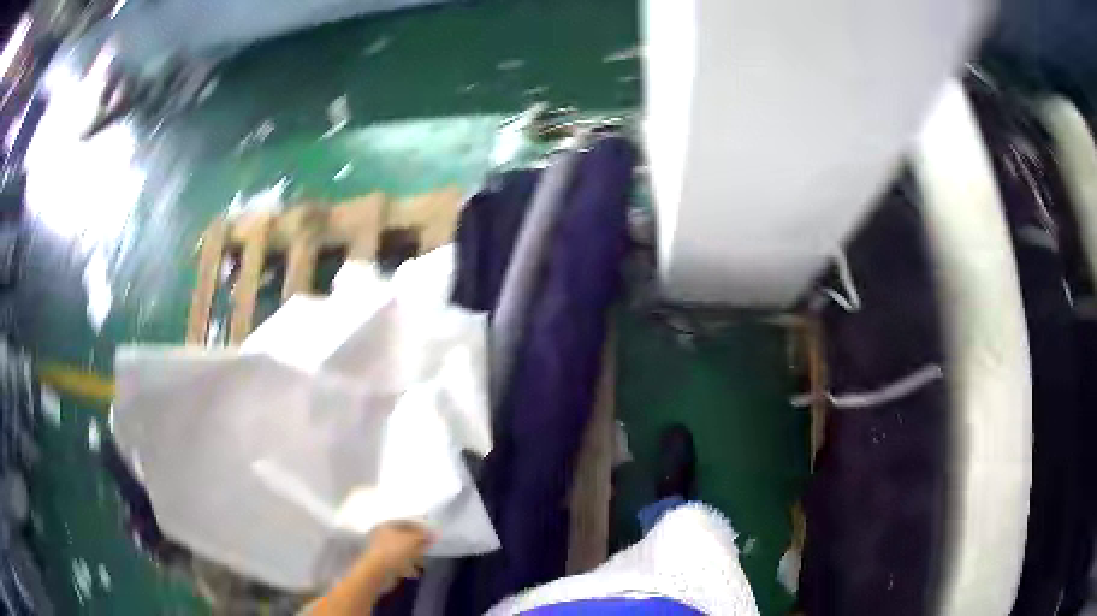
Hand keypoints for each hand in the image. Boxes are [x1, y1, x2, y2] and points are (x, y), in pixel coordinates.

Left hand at [363, 521, 432, 591]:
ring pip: (402, 551)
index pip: (406, 522)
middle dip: (418, 543)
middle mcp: (383, 535)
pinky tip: (415, 572)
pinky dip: (408, 566)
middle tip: (430, 548)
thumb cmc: (394, 551)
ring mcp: (383, 550)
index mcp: (387, 525)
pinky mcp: (384, 563)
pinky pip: (399, 562)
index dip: (421, 527)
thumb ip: (423, 535)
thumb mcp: (411, 540)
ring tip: (424, 562)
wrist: (377, 572)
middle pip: (404, 537)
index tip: (432, 534)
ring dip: (414, 556)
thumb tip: (433, 533)